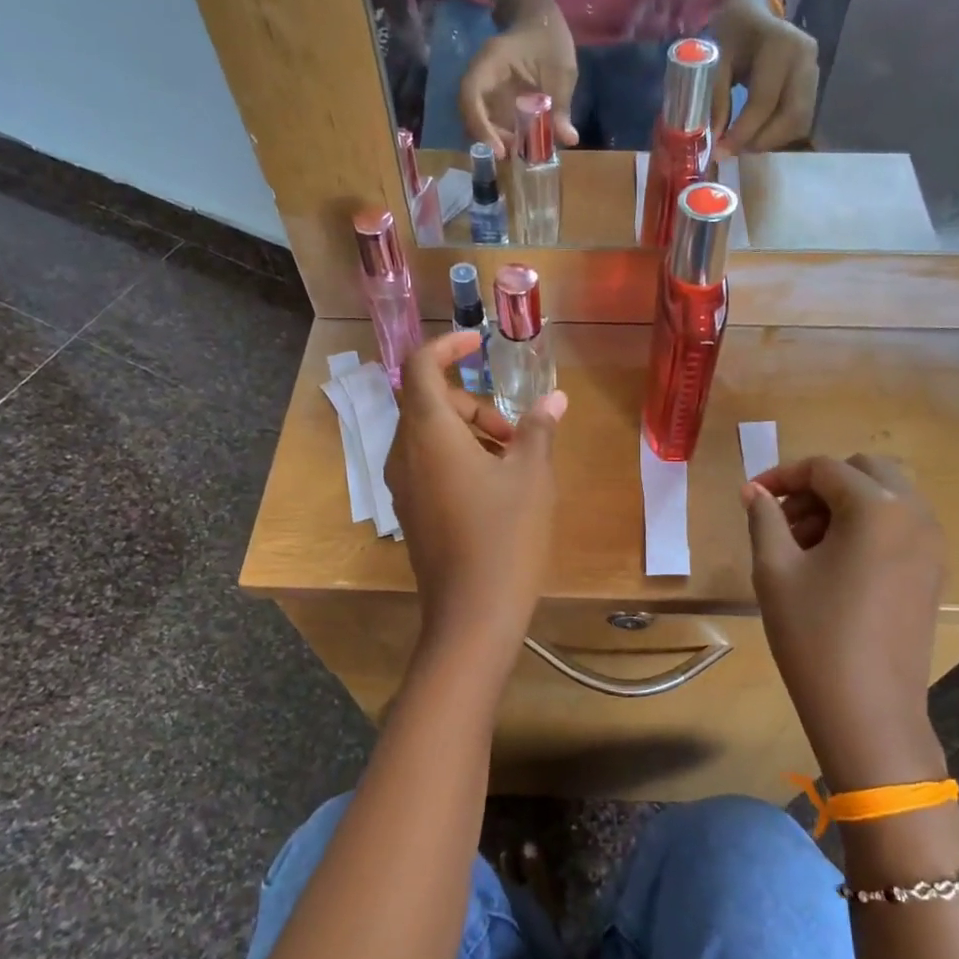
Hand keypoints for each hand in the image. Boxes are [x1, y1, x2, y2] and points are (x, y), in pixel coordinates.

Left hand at [385, 331, 567, 655]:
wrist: (471, 615)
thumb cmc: (504, 537)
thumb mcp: (531, 477)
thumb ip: (538, 430)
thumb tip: (554, 399)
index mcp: (429, 434)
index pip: (419, 367)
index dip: (446, 346)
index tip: (478, 343)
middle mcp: (405, 454)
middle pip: (429, 403)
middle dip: (474, 405)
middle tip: (516, 433)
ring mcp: (403, 487)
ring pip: (430, 437)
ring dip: (469, 433)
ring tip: (512, 463)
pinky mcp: (411, 513)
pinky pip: (428, 466)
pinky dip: (458, 459)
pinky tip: (495, 489)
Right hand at [457, 0, 580, 157]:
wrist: (539, 19)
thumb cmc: (549, 37)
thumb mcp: (561, 71)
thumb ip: (561, 105)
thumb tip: (569, 139)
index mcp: (490, 64)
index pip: (471, 98)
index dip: (481, 127)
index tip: (499, 149)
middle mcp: (480, 78)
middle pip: (472, 116)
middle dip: (490, 139)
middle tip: (515, 155)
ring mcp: (485, 90)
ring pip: (480, 122)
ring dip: (497, 140)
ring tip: (519, 151)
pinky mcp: (493, 99)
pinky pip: (491, 121)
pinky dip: (503, 135)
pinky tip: (520, 143)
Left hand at [710, 0, 819, 159]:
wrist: (754, 13)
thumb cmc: (732, 34)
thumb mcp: (716, 60)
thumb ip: (716, 98)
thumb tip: (716, 140)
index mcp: (780, 46)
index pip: (764, 101)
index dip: (743, 132)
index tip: (721, 152)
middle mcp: (804, 59)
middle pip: (790, 117)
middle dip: (761, 141)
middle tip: (734, 151)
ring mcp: (814, 70)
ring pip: (799, 122)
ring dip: (771, 140)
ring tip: (744, 144)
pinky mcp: (815, 83)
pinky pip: (800, 119)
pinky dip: (779, 133)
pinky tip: (758, 133)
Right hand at [743, 454, 948, 789]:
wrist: (867, 710)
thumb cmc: (814, 635)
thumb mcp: (775, 570)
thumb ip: (764, 518)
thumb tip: (753, 491)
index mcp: (877, 508)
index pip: (824, 468)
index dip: (782, 476)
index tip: (752, 497)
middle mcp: (915, 515)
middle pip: (864, 472)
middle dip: (819, 485)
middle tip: (783, 519)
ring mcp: (932, 545)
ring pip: (885, 497)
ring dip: (843, 505)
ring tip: (803, 544)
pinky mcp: (932, 573)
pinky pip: (899, 526)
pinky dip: (866, 527)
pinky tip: (833, 564)